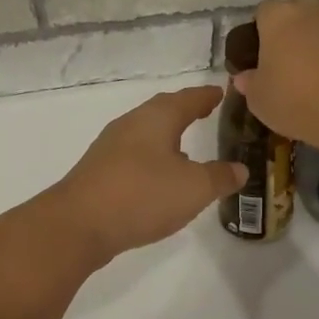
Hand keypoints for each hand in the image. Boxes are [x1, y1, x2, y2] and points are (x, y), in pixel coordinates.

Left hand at [45, 86, 247, 264]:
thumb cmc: (142, 195)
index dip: (206, 97)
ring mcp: (110, 148)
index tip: (220, 93)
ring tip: (187, 150)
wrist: (78, 225)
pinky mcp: (98, 173)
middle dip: (183, 112)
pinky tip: (159, 180)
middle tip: (204, 113)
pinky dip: (151, 160)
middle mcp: (130, 125)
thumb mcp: (194, 188)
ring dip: (166, 139)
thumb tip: (240, 169)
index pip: (187, 99)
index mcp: (156, 118)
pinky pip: (133, 157)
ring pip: (145, 135)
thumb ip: (220, 177)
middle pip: (161, 112)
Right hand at [236, 0, 318, 148]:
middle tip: (279, 59)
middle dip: (286, 29)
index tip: (255, 56)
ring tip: (301, 70)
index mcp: (276, 16)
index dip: (257, 32)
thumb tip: (244, 77)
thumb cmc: (292, 97)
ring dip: (308, 41)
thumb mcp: (258, 97)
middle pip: (292, 12)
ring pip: (315, 26)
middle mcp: (307, 9)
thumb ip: (248, 82)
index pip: (261, 12)